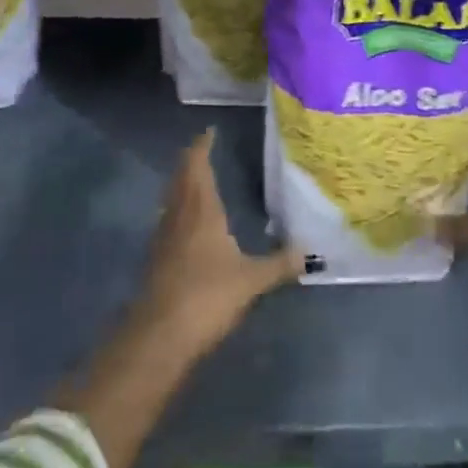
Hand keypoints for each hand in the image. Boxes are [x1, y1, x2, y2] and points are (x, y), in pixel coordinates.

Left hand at [139, 128, 303, 354]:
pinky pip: (168, 219)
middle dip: (191, 160)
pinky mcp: (156, 259)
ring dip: (182, 183)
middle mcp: (179, 215)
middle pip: (181, 177)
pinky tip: (187, 222)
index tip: (209, 131)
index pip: (197, 166)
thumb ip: (280, 264)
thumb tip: (311, 253)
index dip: (202, 146)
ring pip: (172, 197)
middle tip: (203, 149)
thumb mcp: (251, 280)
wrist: (160, 336)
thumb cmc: (207, 296)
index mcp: (201, 209)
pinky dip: (178, 209)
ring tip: (196, 178)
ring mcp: (164, 236)